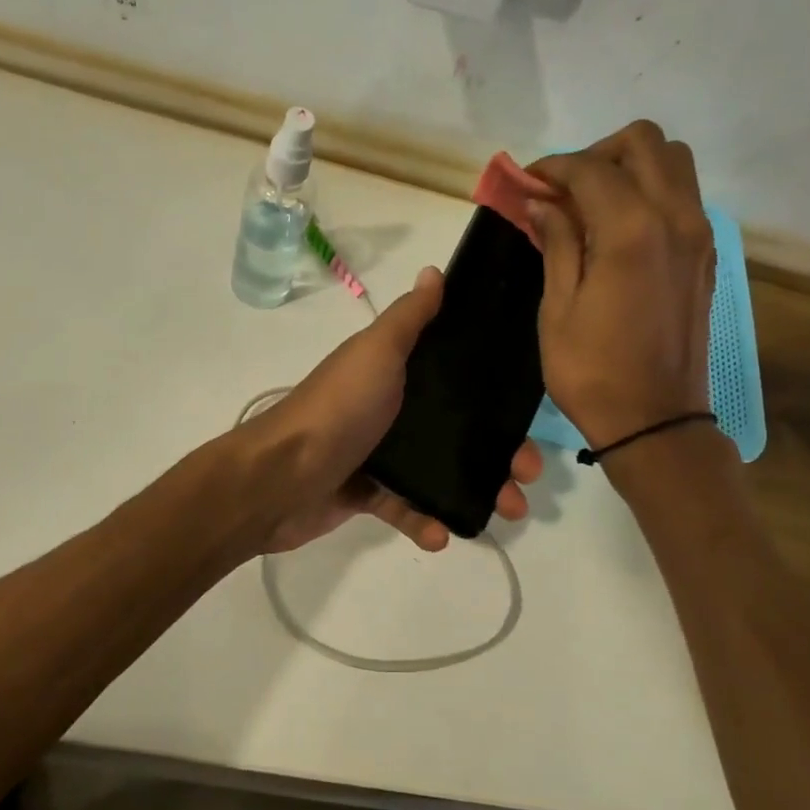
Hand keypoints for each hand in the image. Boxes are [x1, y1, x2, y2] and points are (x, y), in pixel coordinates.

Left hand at [241, 266, 542, 553]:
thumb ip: (409, 318)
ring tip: (507, 510)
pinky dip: (425, 522)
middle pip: (457, 430)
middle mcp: (390, 410)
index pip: (456, 379)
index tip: (530, 414)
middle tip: (527, 474)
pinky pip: (405, 508)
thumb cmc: (338, 409)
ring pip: (439, 473)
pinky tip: (441, 536)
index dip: (496, 396)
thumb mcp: (377, 352)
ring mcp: (377, 455)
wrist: (279, 477)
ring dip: (476, 491)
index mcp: (395, 373)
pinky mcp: (366, 495)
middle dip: (498, 453)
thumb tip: (434, 272)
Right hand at [527, 121, 716, 448]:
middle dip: (597, 154)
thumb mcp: (558, 308)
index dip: (552, 168)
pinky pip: (683, 197)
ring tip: (593, 205)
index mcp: (633, 230)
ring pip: (673, 163)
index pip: (591, 168)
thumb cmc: (592, 371)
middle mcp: (676, 218)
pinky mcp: (705, 256)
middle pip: (644, 143)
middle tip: (564, 191)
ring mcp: (698, 236)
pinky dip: (650, 193)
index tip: (525, 184)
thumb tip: (545, 202)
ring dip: (630, 168)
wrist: (654, 420)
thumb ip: (557, 243)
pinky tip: (618, 230)